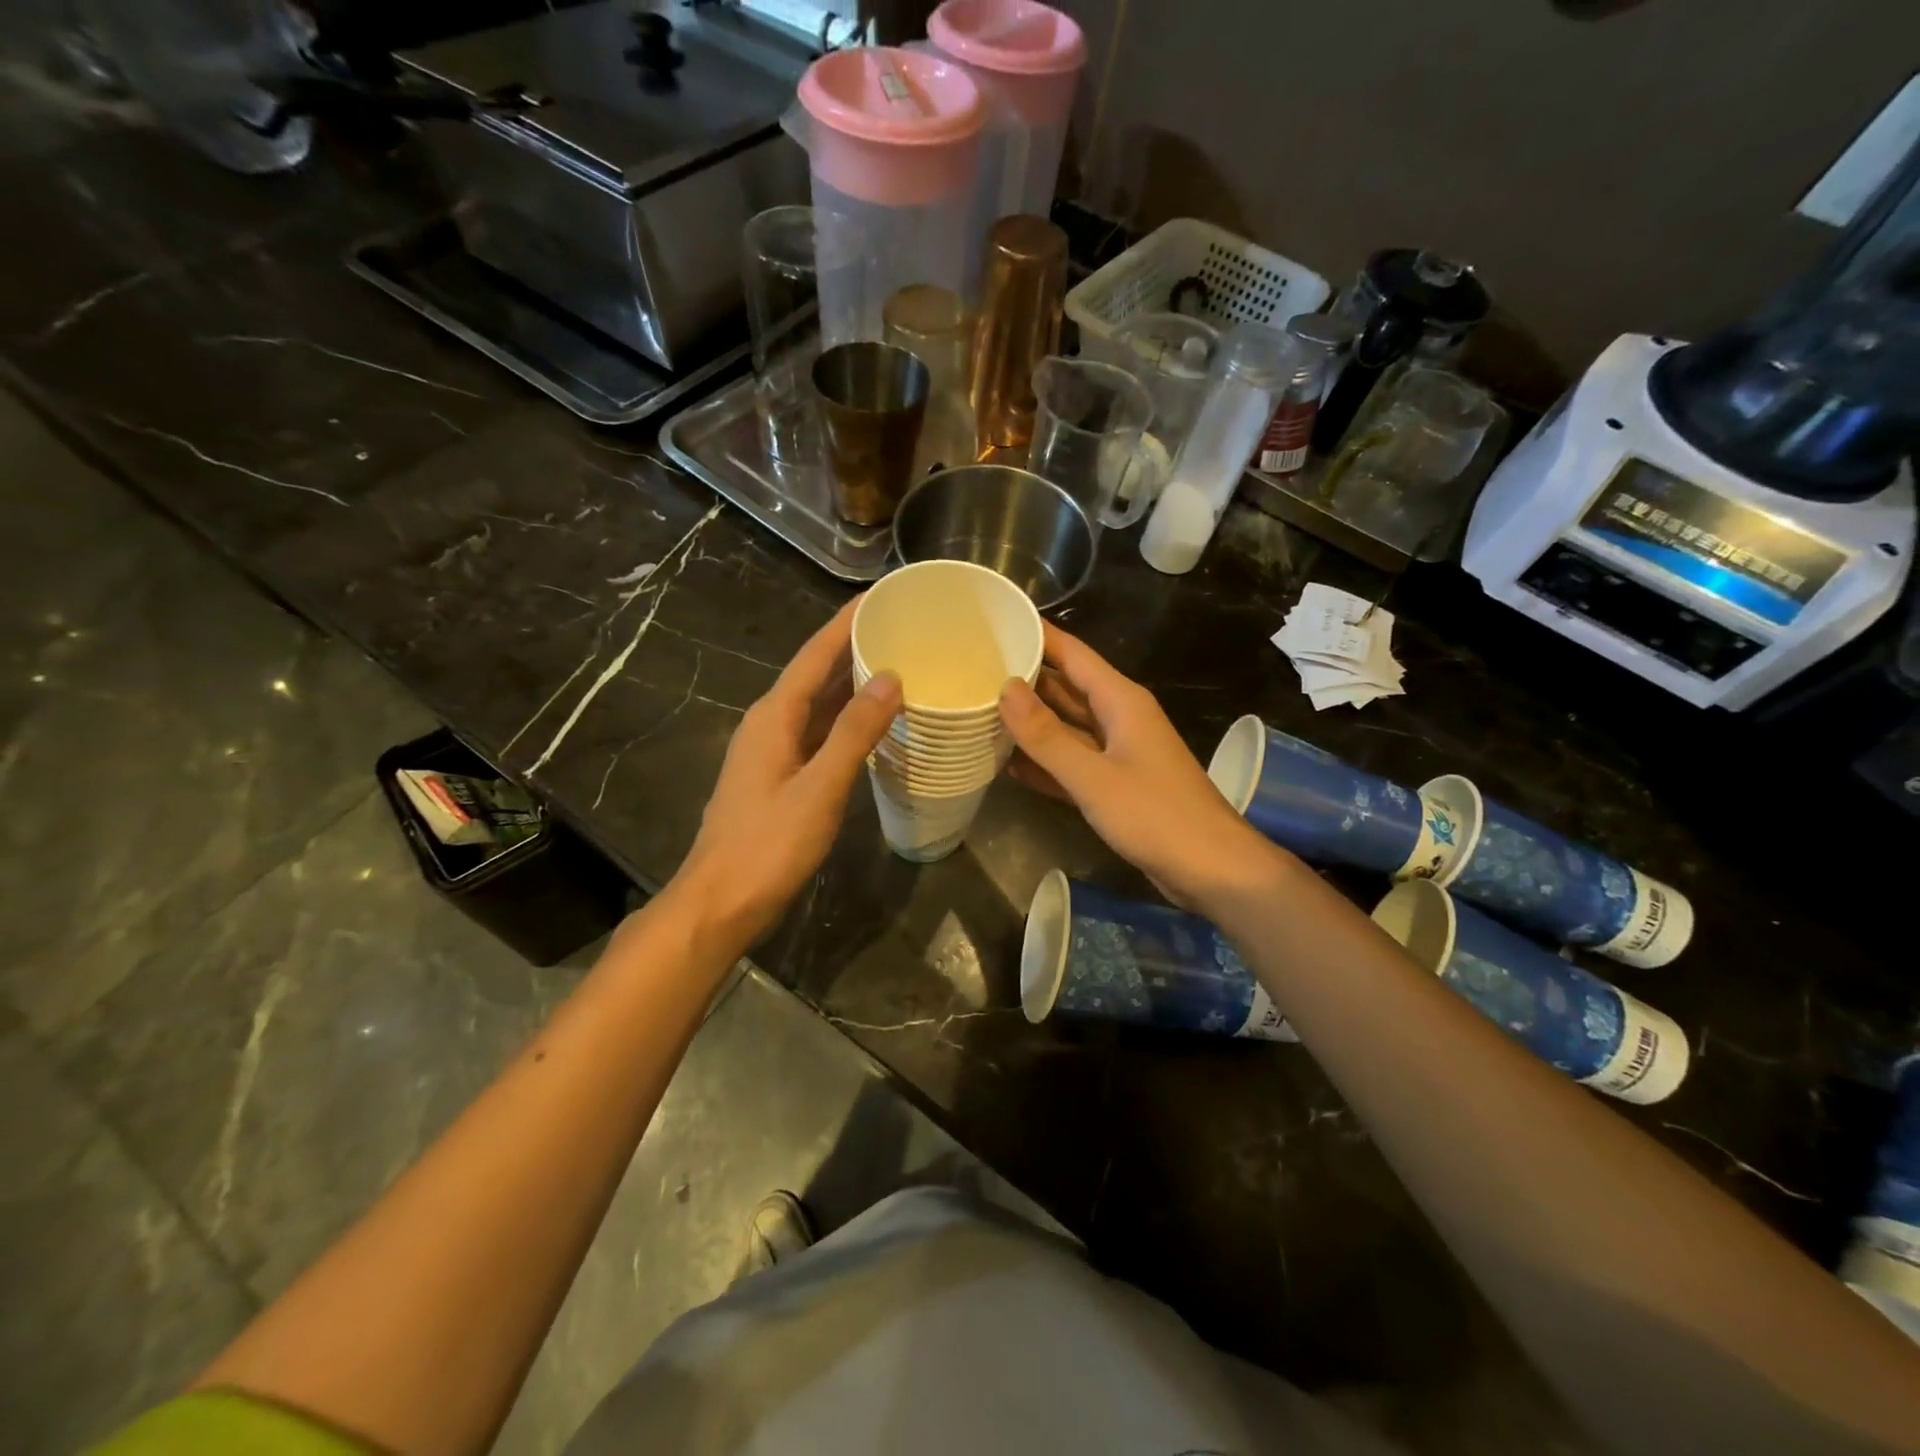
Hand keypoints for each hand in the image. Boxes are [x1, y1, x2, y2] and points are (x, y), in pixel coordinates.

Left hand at [677, 600, 900, 946]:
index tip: (883, 594)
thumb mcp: (819, 788)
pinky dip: (845, 719)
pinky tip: (872, 723)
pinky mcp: (778, 775)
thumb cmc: (768, 845)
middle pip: (816, 673)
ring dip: (852, 683)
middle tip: (903, 626)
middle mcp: (770, 722)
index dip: (847, 622)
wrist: (720, 901)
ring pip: (817, 703)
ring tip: (897, 663)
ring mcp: (772, 750)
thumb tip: (889, 679)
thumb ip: (854, 734)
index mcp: (774, 715)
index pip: (815, 654)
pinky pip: (817, 731)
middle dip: (855, 646)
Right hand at [999, 623, 1284, 910]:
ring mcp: (1117, 752)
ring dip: (1029, 722)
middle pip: (1065, 687)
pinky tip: (1006, 764)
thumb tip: (1005, 688)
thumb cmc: (1156, 815)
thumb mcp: (1093, 776)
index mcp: (1120, 700)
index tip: (996, 623)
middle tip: (972, 669)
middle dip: (1024, 678)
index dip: (1037, 635)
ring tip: (979, 710)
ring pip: (1065, 726)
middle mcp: (1118, 718)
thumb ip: (1047, 735)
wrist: (1211, 869)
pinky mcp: (1114, 784)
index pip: (1072, 653)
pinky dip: (1043, 762)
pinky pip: (1070, 762)